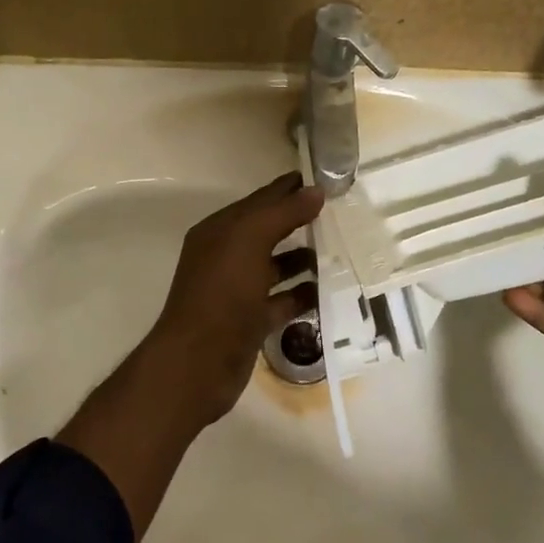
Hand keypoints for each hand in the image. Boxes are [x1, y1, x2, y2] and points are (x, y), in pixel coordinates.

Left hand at [145, 172, 323, 429]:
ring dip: (305, 259)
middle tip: (343, 214)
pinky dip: (303, 295)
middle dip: (301, 222)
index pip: (260, 200)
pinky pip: (282, 301)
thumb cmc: (222, 293)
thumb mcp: (249, 241)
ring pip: (276, 267)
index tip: (329, 180)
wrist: (199, 362)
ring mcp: (238, 291)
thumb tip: (315, 190)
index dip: (290, 188)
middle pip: (268, 231)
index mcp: (219, 231)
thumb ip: (282, 212)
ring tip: (343, 252)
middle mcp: (226, 256)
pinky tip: (330, 290)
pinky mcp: (251, 321)